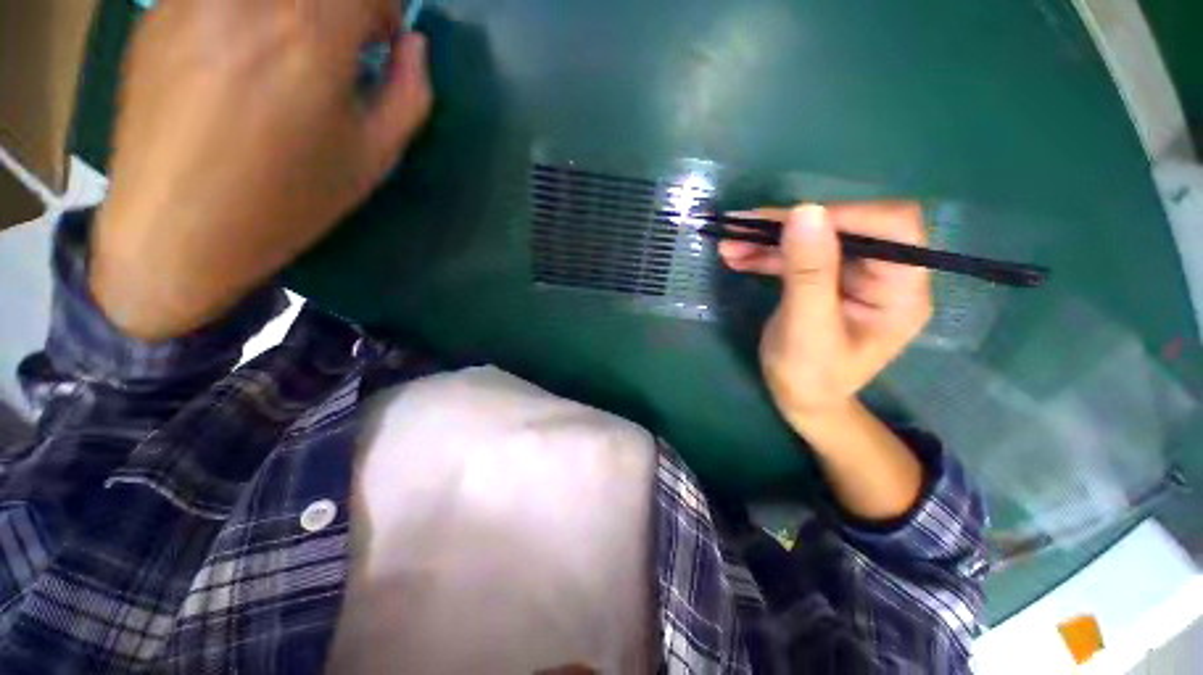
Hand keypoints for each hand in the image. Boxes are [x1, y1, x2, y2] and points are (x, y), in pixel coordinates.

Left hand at [92, 0, 432, 340]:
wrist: (178, 229)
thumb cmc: (289, 200)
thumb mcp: (371, 158)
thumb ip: (408, 96)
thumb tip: (414, 47)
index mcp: (309, 38)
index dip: (381, 8)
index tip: (381, 40)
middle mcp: (248, 0)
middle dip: (342, 6)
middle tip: (343, 41)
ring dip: (293, 10)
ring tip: (291, 49)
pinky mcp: (160, 12)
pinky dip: (248, 14)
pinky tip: (243, 51)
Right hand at [719, 203, 931, 427]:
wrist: (798, 400)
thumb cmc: (809, 377)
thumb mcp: (806, 328)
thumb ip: (809, 273)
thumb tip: (805, 210)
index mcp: (900, 291)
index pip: (892, 228)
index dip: (843, 216)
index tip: (789, 222)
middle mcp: (883, 276)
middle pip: (845, 228)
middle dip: (790, 227)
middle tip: (741, 228)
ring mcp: (852, 277)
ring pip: (814, 239)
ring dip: (769, 240)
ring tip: (728, 245)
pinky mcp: (824, 280)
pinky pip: (797, 256)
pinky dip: (765, 254)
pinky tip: (737, 256)